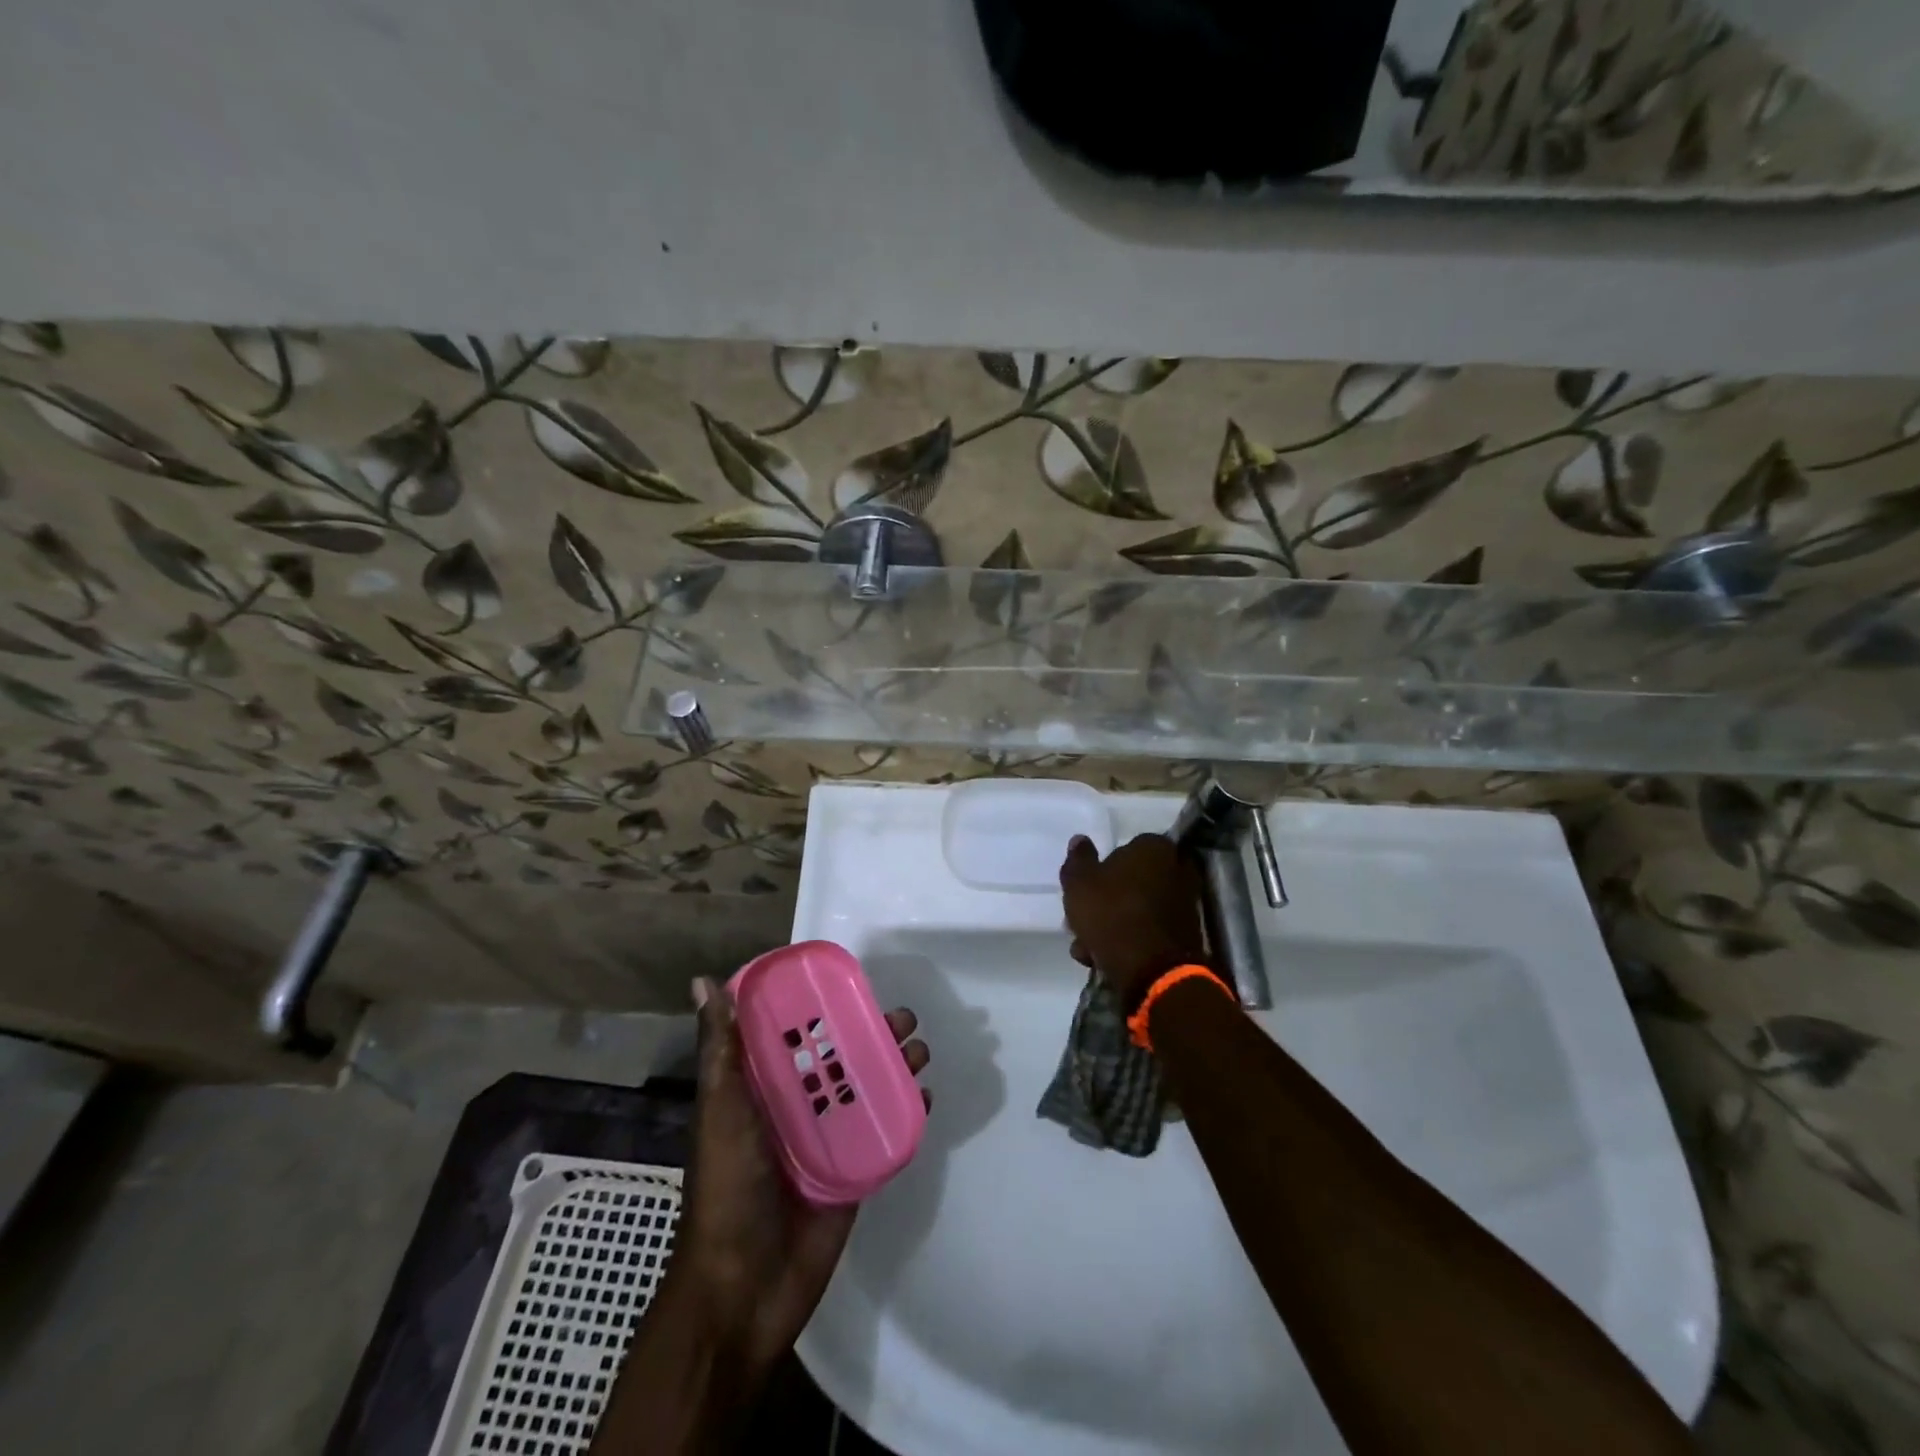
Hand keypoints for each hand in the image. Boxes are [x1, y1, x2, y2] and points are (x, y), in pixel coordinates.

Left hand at [671, 976, 929, 1375]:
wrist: (742, 1290)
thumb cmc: (726, 1188)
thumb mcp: (720, 1110)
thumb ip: (719, 1049)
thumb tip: (703, 980)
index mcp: (763, 1089)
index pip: (798, 1035)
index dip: (824, 1007)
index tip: (852, 982)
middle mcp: (796, 1109)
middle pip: (841, 1059)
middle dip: (872, 1034)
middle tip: (903, 1017)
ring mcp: (827, 1142)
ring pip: (867, 1091)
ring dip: (894, 1067)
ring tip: (919, 1050)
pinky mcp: (853, 1174)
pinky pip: (883, 1134)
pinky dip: (905, 1112)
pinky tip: (924, 1097)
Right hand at [1060, 833, 1208, 1009]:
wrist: (1153, 970)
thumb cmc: (1112, 913)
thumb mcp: (1079, 882)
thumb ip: (1078, 859)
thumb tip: (1080, 840)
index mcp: (1155, 847)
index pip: (1124, 849)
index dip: (1100, 870)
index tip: (1082, 891)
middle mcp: (1178, 870)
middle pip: (1131, 882)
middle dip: (1105, 902)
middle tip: (1081, 921)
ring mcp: (1186, 905)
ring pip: (1138, 909)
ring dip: (1113, 925)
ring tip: (1087, 949)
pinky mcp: (1186, 936)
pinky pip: (1149, 931)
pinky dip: (1129, 942)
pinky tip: (1104, 959)